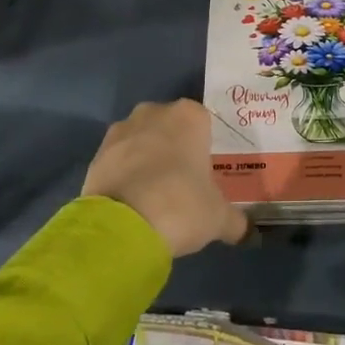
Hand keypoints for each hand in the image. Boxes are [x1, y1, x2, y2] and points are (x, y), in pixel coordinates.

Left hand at [82, 100, 248, 256]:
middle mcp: (154, 112)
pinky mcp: (96, 153)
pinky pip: (119, 159)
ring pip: (142, 140)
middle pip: (170, 127)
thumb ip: (236, 221)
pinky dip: (125, 174)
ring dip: (147, 159)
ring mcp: (121, 130)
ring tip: (154, 194)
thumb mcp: (218, 218)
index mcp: (189, 116)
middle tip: (182, 182)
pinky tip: (132, 201)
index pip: (203, 122)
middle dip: (175, 148)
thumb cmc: (181, 206)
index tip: (206, 172)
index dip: (205, 146)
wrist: (121, 227)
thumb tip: (248, 232)